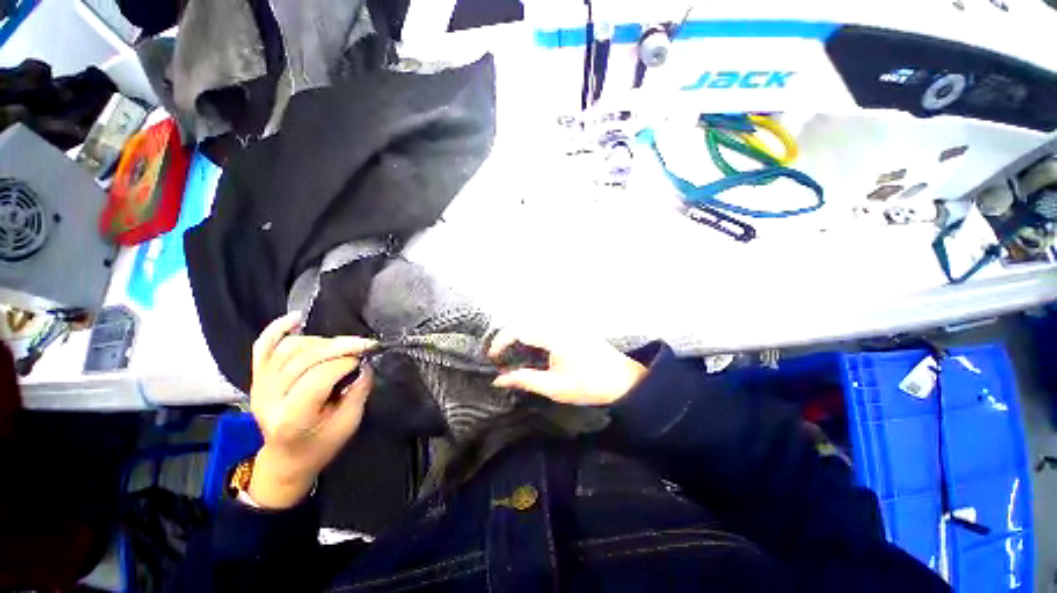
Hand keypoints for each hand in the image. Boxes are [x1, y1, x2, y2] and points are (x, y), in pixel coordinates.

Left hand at [248, 313, 375, 508]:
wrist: (286, 459)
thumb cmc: (321, 445)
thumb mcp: (349, 423)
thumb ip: (358, 390)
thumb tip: (364, 362)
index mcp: (292, 418)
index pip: (318, 376)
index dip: (346, 361)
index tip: (367, 357)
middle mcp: (269, 399)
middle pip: (304, 358)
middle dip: (339, 346)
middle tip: (363, 344)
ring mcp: (259, 386)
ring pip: (288, 349)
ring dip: (320, 342)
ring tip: (341, 346)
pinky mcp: (257, 377)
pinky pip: (262, 347)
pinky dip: (277, 329)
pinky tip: (296, 318)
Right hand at [489, 330, 646, 405]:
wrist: (623, 380)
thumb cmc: (589, 385)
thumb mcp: (554, 387)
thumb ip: (525, 380)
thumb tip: (499, 380)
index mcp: (554, 336)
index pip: (519, 330)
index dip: (501, 341)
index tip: (492, 357)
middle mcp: (559, 325)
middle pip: (525, 324)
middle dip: (509, 338)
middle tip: (501, 357)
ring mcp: (567, 324)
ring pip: (535, 324)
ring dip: (521, 336)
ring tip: (513, 355)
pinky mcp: (573, 328)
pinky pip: (546, 327)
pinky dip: (534, 336)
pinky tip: (534, 351)